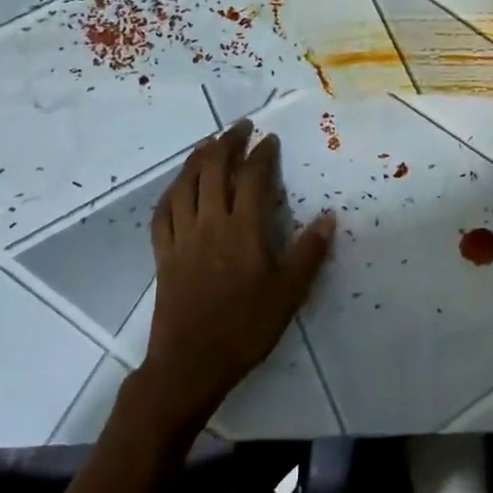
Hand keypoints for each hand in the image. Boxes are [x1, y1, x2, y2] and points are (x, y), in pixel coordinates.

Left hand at [134, 122, 334, 425]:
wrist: (190, 365)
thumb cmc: (246, 327)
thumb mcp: (289, 293)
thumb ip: (309, 252)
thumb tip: (329, 217)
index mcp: (243, 229)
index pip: (253, 178)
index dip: (262, 153)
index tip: (270, 139)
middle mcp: (210, 224)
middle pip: (213, 170)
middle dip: (227, 143)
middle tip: (240, 127)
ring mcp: (181, 238)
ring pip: (184, 185)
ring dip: (197, 158)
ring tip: (209, 144)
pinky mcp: (163, 255)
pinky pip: (162, 212)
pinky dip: (171, 191)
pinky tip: (178, 186)